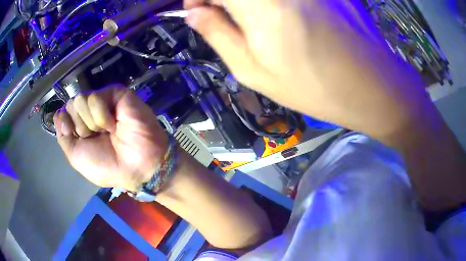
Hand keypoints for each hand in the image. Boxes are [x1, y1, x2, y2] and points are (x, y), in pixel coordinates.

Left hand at [53, 86, 167, 190]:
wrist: (135, 165)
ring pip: (80, 100)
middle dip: (80, 126)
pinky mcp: (115, 94)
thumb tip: (57, 114)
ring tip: (107, 131)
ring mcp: (103, 102)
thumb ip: (63, 135)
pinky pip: (95, 98)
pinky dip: (101, 116)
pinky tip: (113, 125)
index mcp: (81, 126)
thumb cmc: (106, 166)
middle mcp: (90, 112)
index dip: (66, 124)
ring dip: (90, 123)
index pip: (64, 112)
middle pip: (71, 105)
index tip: (75, 136)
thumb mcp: (76, 157)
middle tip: (96, 137)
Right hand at [184, 0, 430, 141]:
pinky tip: (283, 13)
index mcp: (260, 4)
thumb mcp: (256, 72)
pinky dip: (274, 2)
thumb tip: (193, 14)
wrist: (373, 86)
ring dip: (249, 2)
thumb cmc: (315, 86)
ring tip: (255, 17)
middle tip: (224, 13)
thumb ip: (218, 35)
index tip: (200, 10)